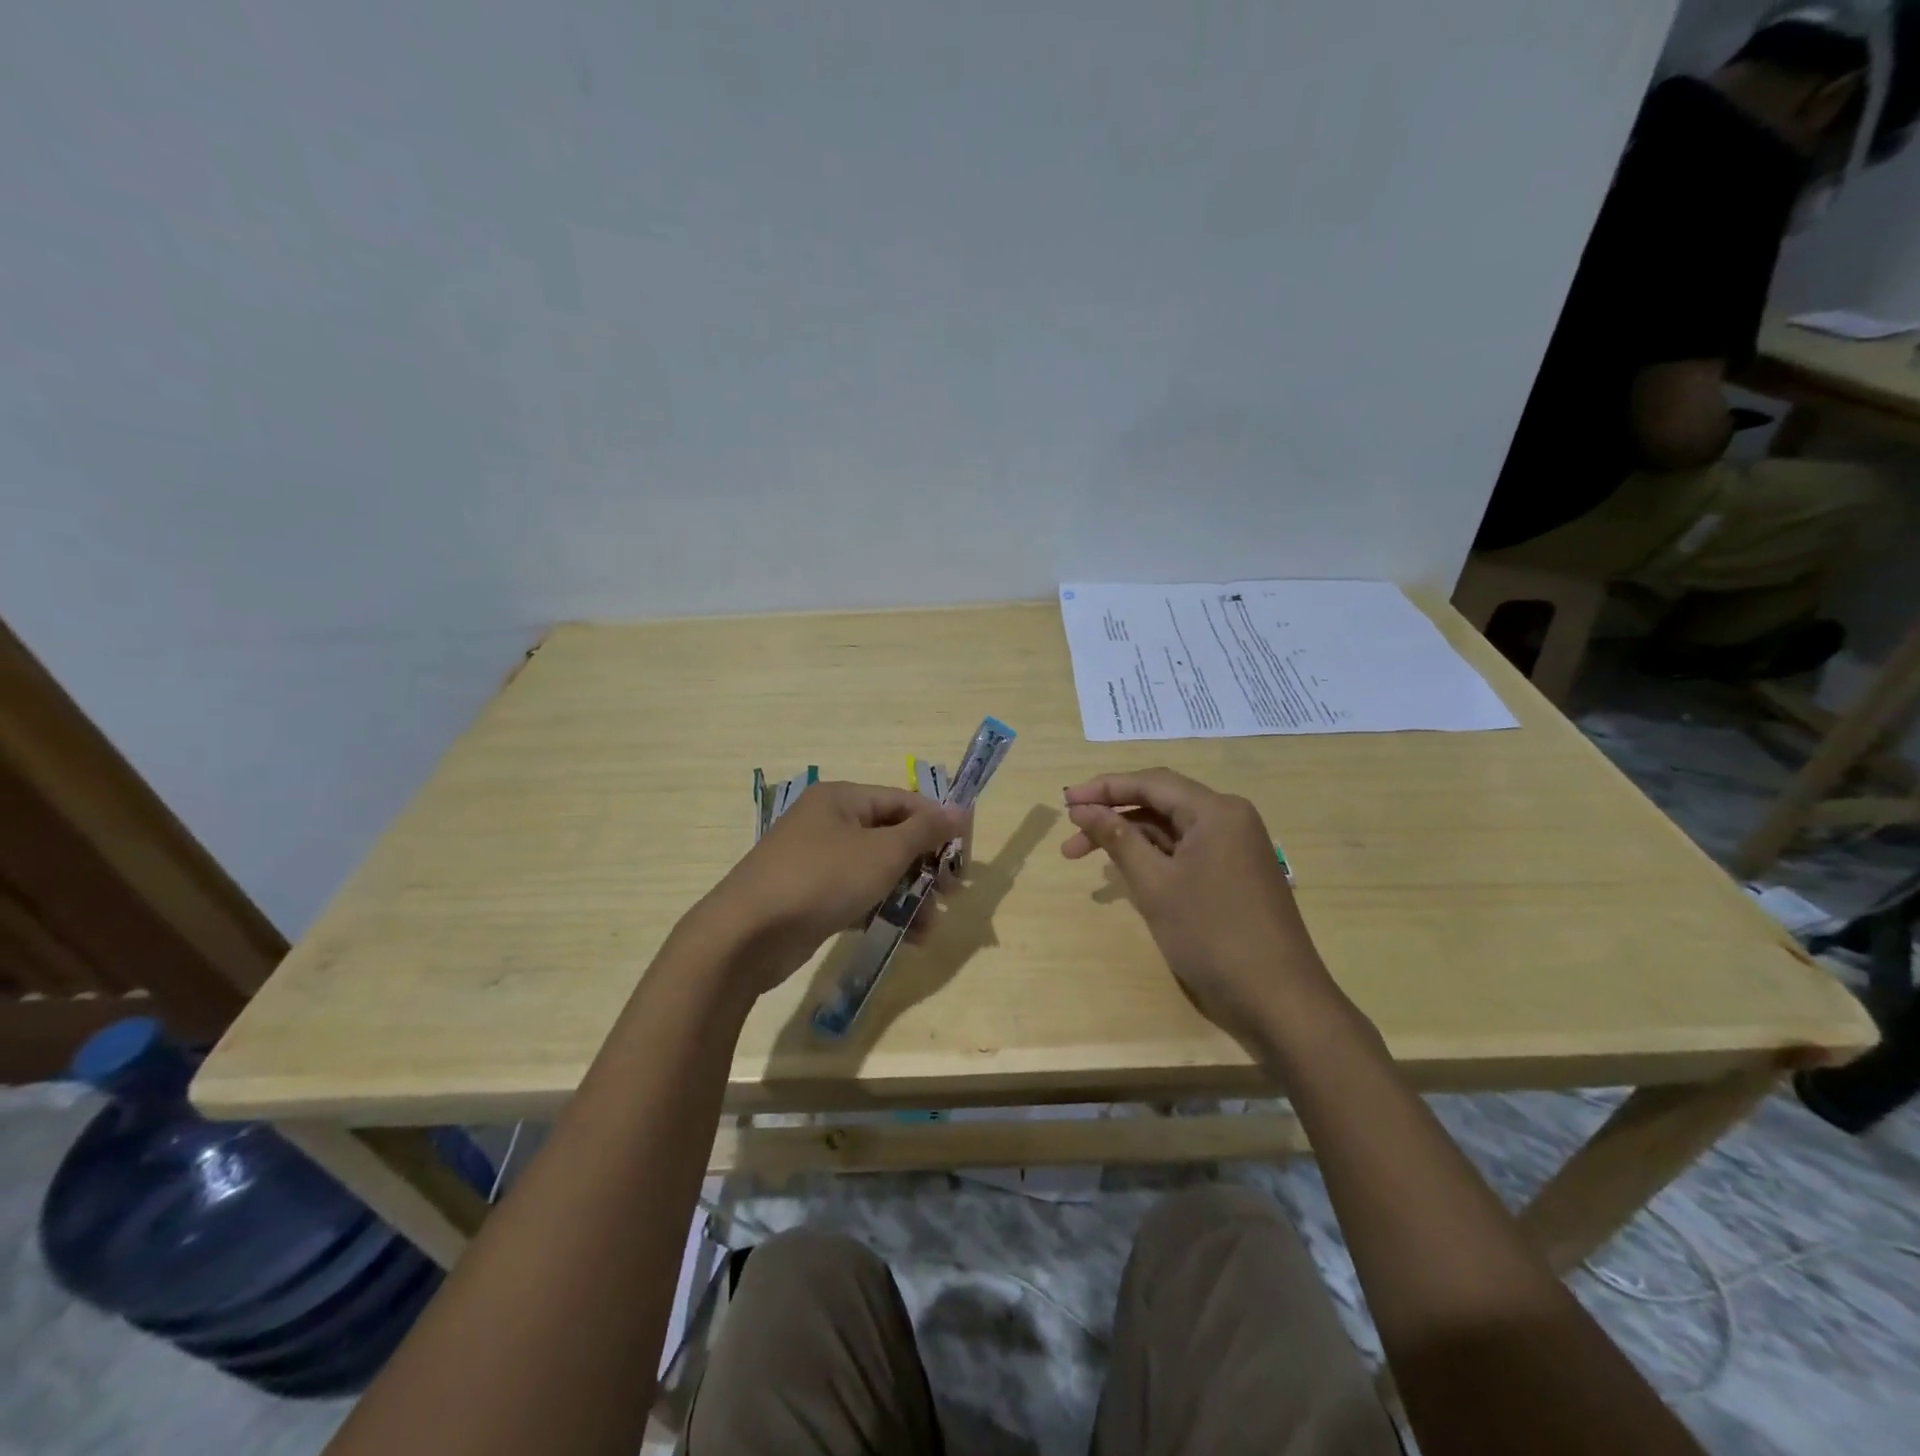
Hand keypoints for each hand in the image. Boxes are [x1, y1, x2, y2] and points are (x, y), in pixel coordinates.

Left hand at [684, 781, 966, 997]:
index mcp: (843, 799)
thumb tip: (961, 808)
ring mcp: (817, 861)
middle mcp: (829, 823)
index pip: (904, 802)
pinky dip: (882, 910)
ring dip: (908, 895)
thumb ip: (925, 831)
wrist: (745, 936)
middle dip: (925, 867)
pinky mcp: (811, 897)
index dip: (938, 827)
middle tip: (951, 894)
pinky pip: (858, 895)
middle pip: (892, 837)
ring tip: (931, 927)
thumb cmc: (821, 880)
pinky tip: (908, 938)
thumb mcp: (882, 852)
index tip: (964, 859)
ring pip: (876, 870)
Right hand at [1062, 768, 1333, 1046]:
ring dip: (1130, 839)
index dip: (1104, 788)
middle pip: (1160, 803)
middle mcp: (1229, 820)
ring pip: (1171, 830)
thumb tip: (1083, 808)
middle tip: (1070, 839)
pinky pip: (1186, 852)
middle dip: (1112, 816)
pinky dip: (1154, 858)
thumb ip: (1117, 838)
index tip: (1064, 802)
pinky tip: (1127, 874)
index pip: (1151, 783)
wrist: (1278, 1000)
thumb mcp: (1155, 884)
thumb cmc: (1212, 935)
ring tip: (1086, 858)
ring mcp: (1235, 848)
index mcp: (1216, 811)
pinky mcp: (1235, 875)